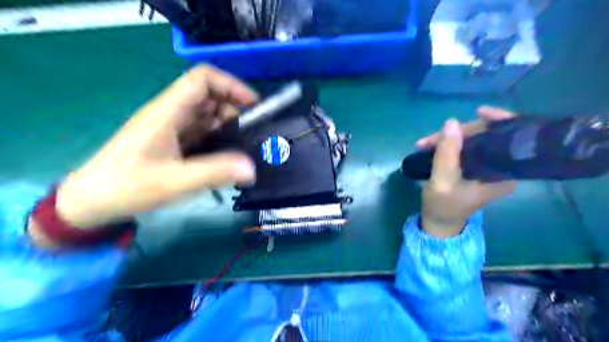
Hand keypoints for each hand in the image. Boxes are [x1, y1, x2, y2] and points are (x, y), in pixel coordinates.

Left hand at [30, 66, 255, 242]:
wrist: (92, 201)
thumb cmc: (128, 187)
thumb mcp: (174, 182)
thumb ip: (214, 173)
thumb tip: (252, 169)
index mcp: (168, 112)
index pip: (202, 79)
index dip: (231, 85)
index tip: (253, 104)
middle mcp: (171, 114)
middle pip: (209, 96)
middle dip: (234, 109)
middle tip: (251, 134)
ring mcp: (171, 127)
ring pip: (207, 114)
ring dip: (228, 126)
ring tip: (243, 147)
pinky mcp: (173, 141)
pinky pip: (202, 131)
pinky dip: (219, 138)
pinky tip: (227, 156)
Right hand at [422, 107, 515, 237]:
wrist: (439, 223)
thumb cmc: (443, 206)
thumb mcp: (442, 181)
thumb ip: (447, 153)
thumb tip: (451, 122)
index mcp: (503, 173)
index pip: (509, 139)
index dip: (497, 121)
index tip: (478, 111)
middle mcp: (500, 168)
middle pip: (486, 137)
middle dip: (456, 134)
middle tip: (428, 140)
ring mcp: (487, 167)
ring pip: (472, 141)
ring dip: (447, 140)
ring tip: (422, 145)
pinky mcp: (474, 168)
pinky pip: (465, 148)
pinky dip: (447, 145)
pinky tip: (430, 146)